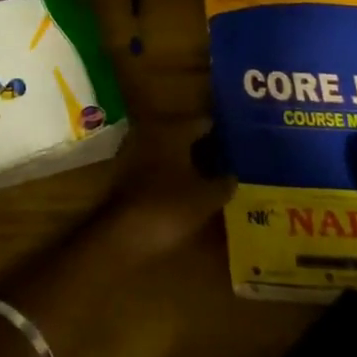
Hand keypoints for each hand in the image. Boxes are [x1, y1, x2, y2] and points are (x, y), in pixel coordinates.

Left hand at [91, 126, 234, 262]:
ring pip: (166, 149)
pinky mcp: (123, 173)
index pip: (201, 122)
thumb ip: (222, 184)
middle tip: (224, 158)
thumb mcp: (206, 199)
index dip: (219, 132)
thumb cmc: (168, 208)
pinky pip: (153, 165)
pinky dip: (167, 173)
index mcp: (173, 130)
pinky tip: (181, 188)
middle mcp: (151, 132)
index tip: (235, 142)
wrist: (121, 234)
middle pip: (182, 133)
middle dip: (201, 145)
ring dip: (182, 160)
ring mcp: (134, 151)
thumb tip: (233, 176)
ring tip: (206, 175)